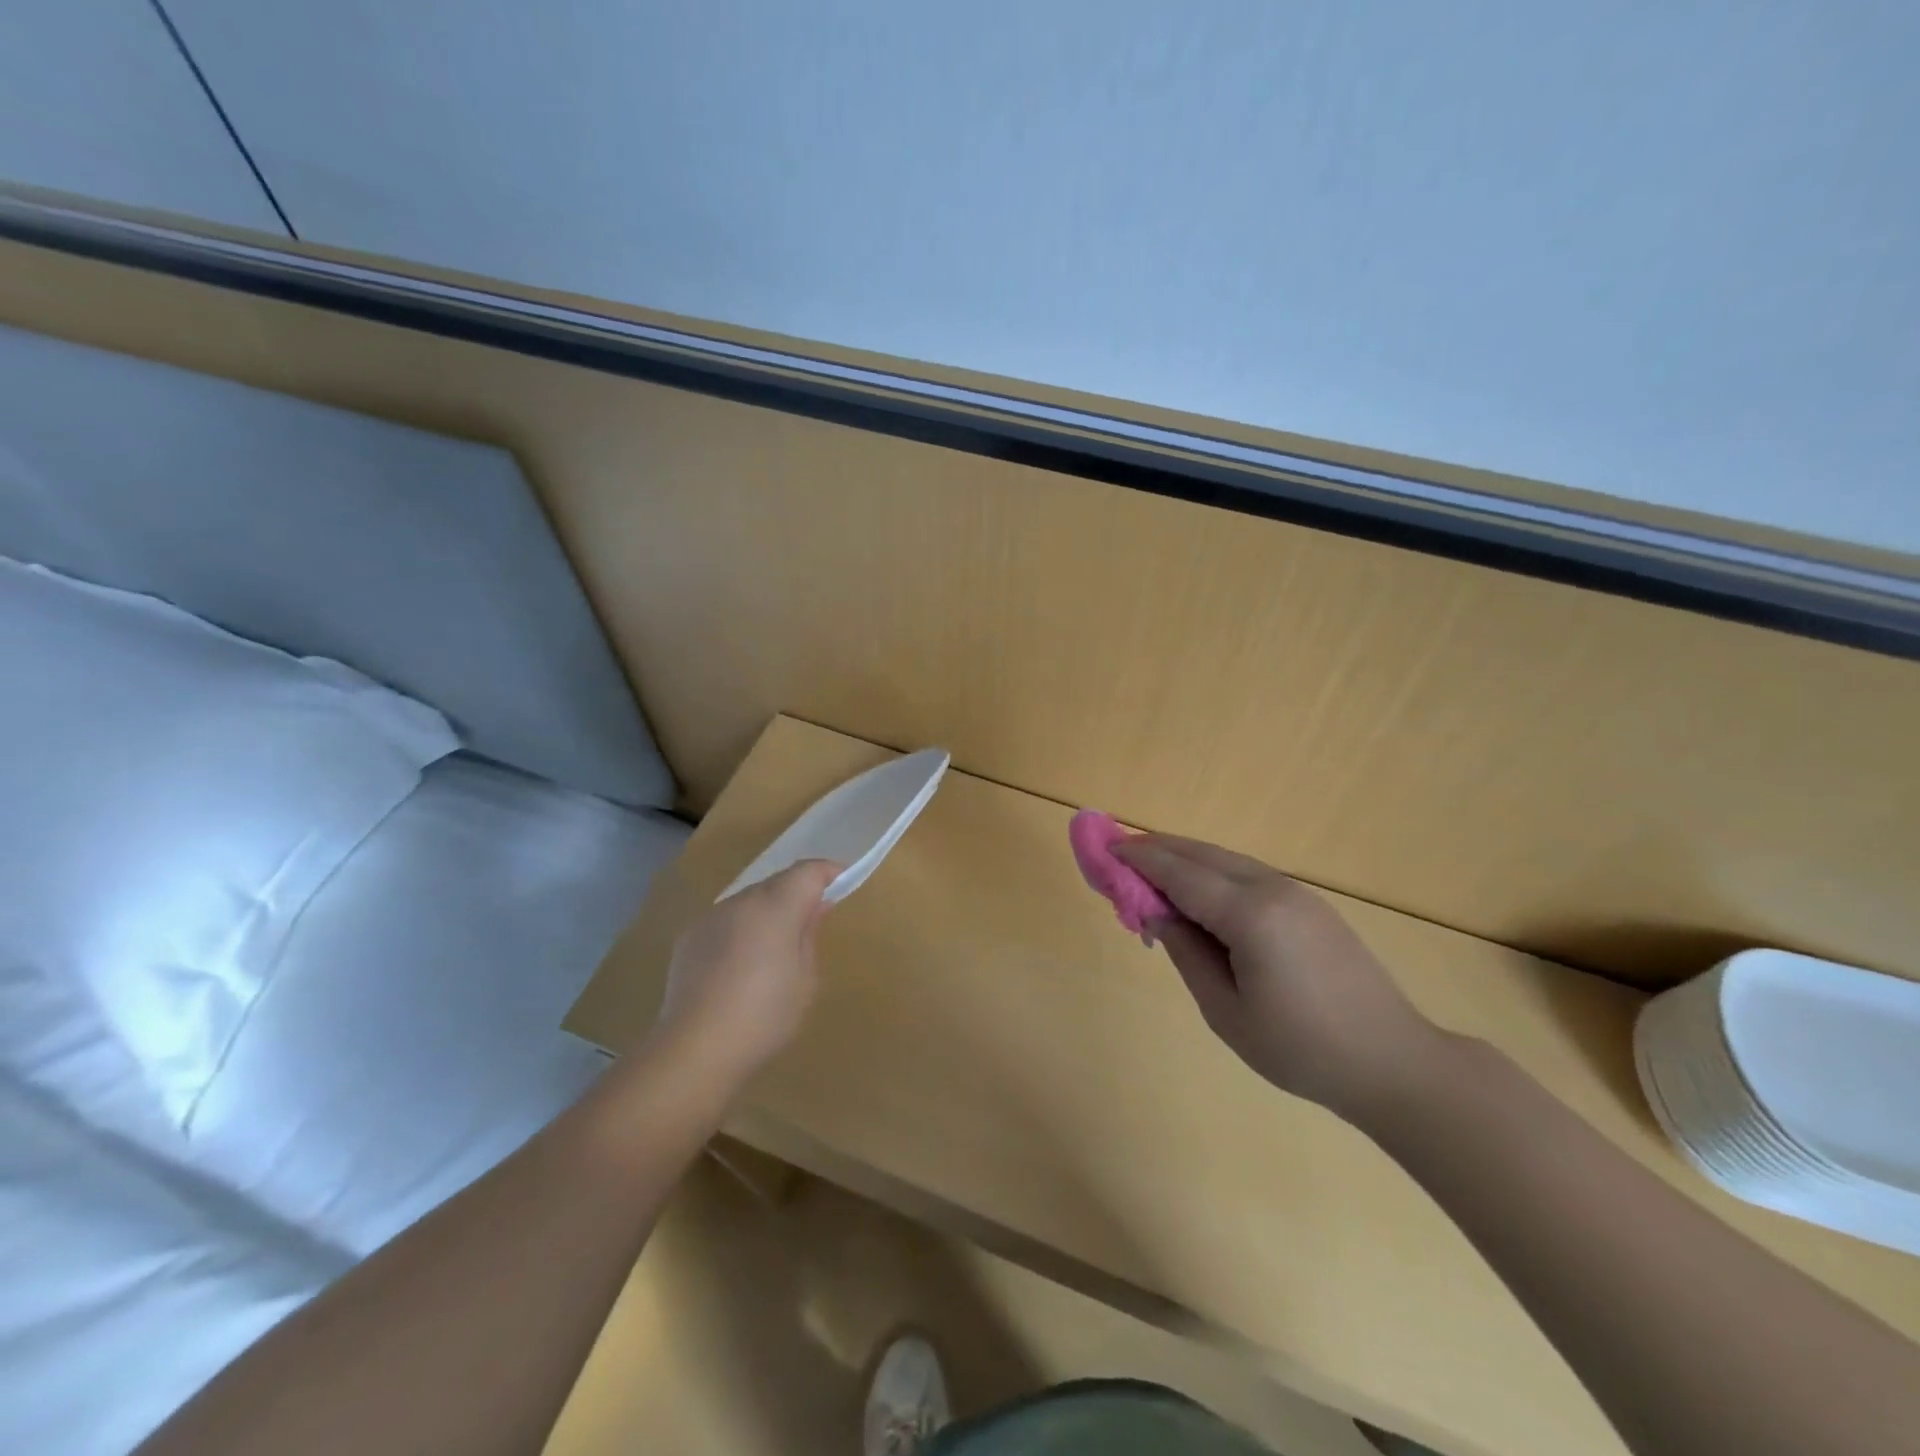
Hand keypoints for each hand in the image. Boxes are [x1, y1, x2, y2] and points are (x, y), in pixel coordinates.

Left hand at [652, 860, 839, 1095]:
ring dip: (767, 912)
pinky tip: (740, 965)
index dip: (827, 872)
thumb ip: (809, 934)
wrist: (695, 1049)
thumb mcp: (805, 979)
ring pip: (749, 901)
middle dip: (797, 893)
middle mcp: (741, 902)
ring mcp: (710, 917)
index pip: (807, 872)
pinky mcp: (689, 937)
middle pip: (776, 883)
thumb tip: (815, 906)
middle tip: (812, 920)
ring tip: (775, 948)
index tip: (842, 882)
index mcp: (775, 908)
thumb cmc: (764, 1016)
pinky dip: (741, 930)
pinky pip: (725, 921)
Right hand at [1112, 835, 1441, 1120]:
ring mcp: (1296, 892)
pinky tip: (1198, 892)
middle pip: (1202, 854)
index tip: (1105, 849)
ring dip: (1185, 858)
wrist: (1393, 1062)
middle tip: (1120, 854)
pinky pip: (1248, 874)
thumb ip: (1186, 952)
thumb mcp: (1226, 1010)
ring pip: (1226, 859)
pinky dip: (1212, 872)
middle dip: (1158, 848)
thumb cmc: (1301, 1048)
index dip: (1139, 859)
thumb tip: (1156, 913)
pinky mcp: (1310, 904)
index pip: (1179, 873)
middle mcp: (1272, 889)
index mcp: (1249, 915)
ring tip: (1151, 871)